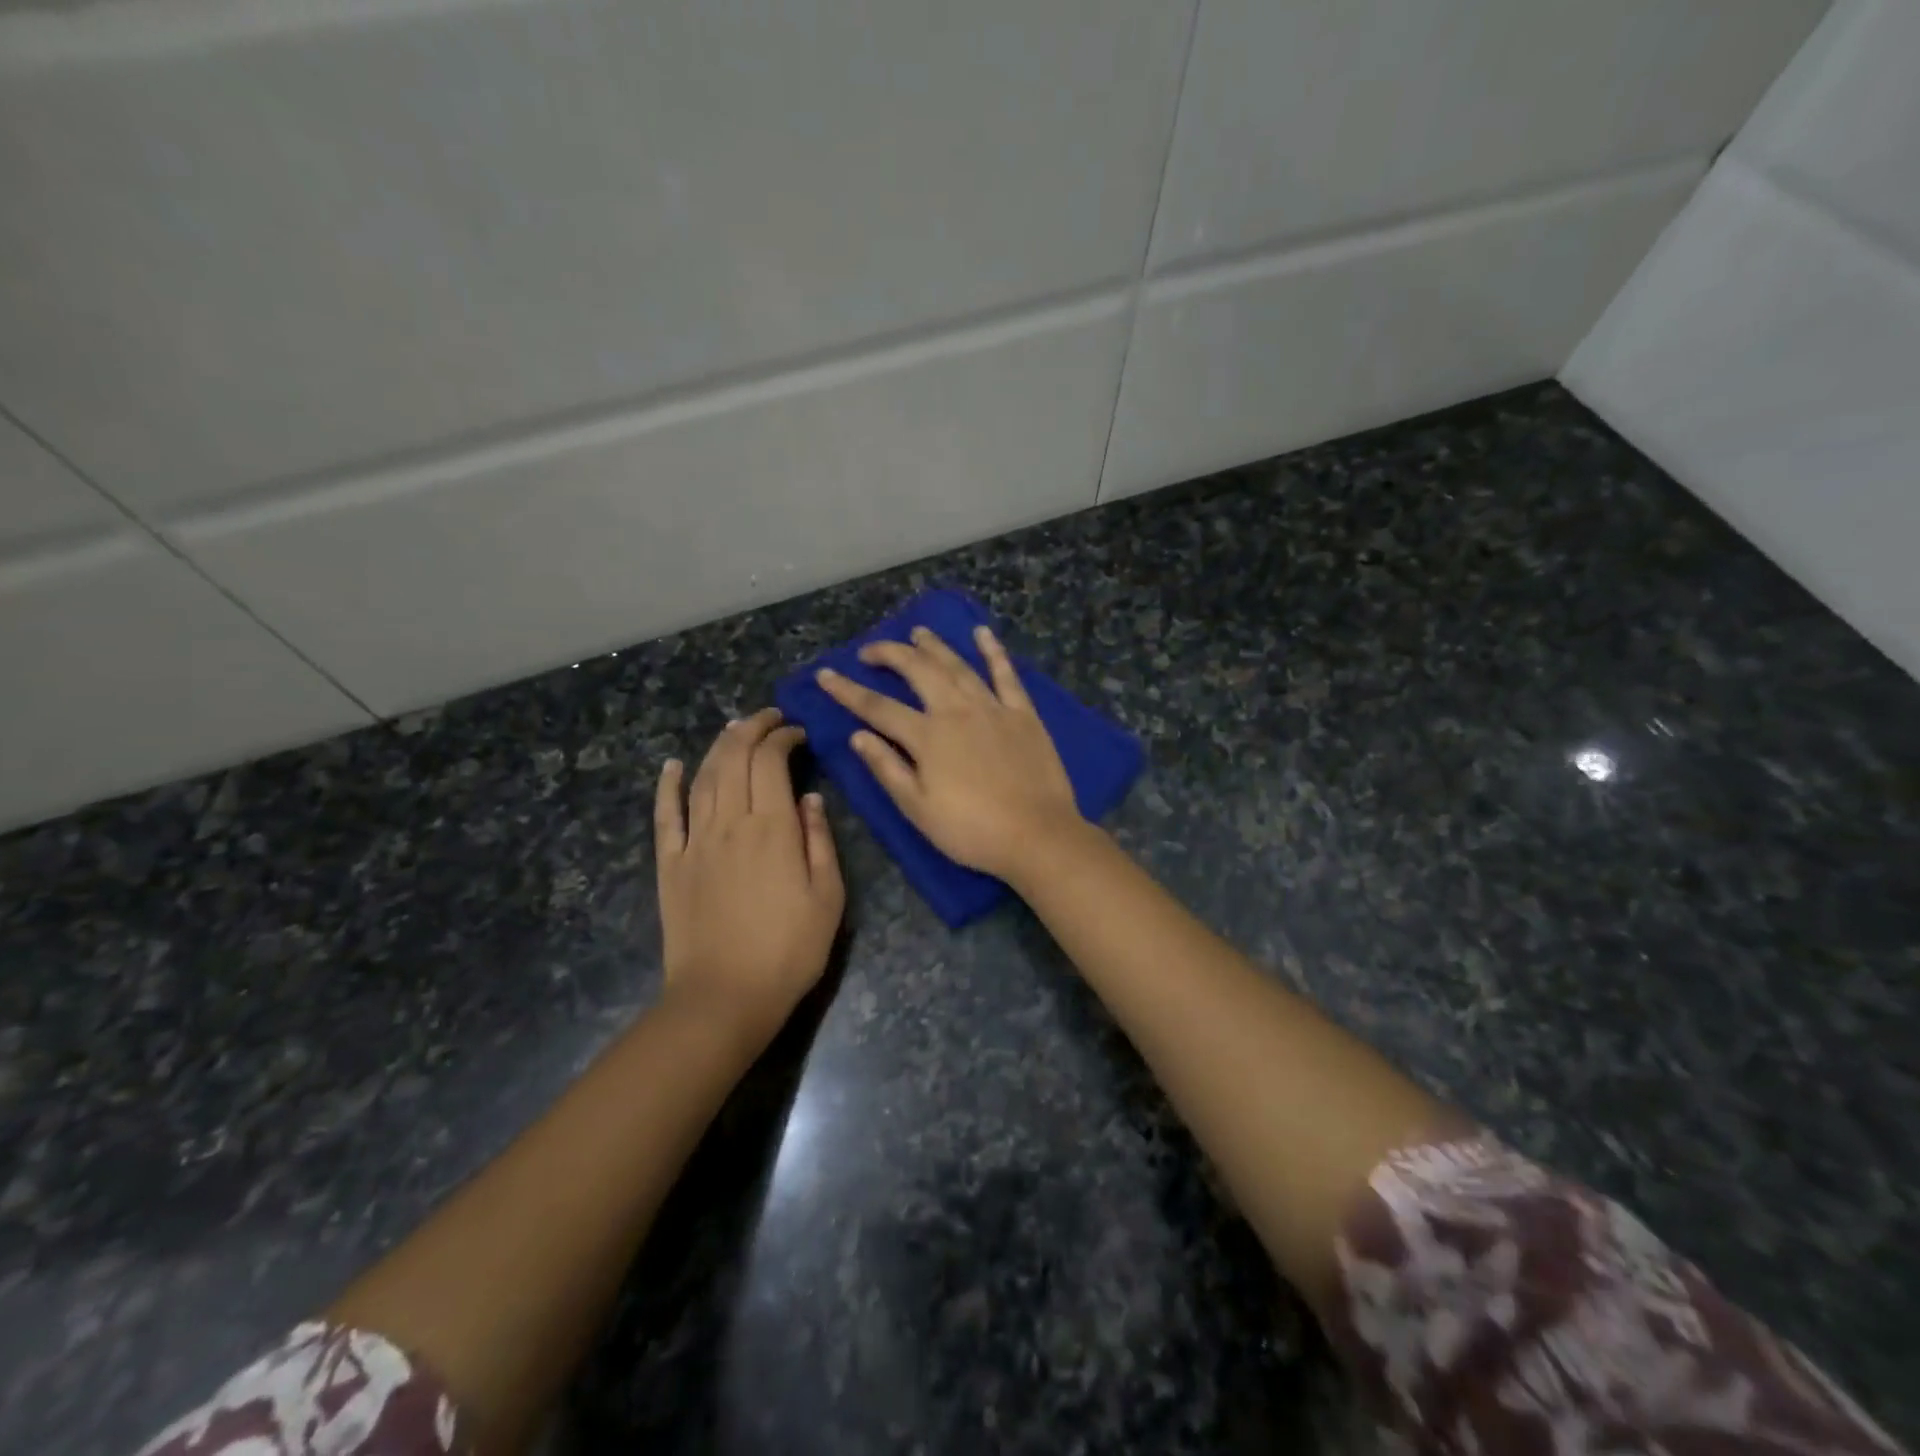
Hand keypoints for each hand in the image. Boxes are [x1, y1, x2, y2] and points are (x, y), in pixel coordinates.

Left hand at [654, 709, 843, 1051]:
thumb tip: (810, 798)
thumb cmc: (789, 950)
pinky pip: (665, 814)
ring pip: (703, 777)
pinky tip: (672, 764)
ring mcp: (695, 841)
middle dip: (751, 728)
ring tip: (733, 729)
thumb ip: (820, 842)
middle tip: (768, 718)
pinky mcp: (670, 864)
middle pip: (734, 758)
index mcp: (773, 828)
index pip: (772, 761)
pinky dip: (668, 785)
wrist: (724, 997)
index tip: (798, 734)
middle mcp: (730, 822)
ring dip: (718, 746)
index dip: (783, 738)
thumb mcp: (828, 897)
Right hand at [816, 624, 1081, 881]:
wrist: (1037, 835)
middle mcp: (957, 710)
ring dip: (934, 646)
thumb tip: (857, 735)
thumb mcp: (918, 809)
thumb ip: (887, 769)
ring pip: (957, 665)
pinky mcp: (1023, 714)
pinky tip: (983, 633)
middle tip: (870, 650)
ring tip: (917, 632)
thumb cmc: (972, 830)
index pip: (878, 707)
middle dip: (890, 654)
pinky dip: (993, 651)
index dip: (848, 690)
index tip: (826, 674)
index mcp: (927, 736)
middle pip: (917, 671)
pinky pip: (1006, 674)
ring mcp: (993, 708)